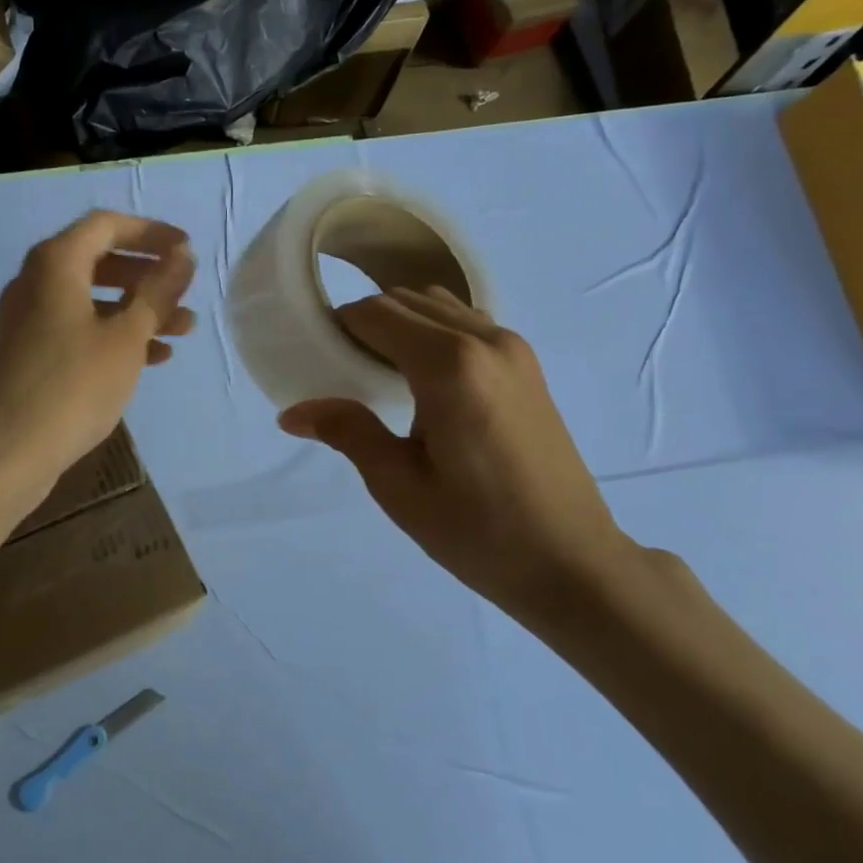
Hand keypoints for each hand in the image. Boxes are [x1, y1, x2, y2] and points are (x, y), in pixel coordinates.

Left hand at [0, 212, 195, 521]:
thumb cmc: (71, 387)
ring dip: (136, 310)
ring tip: (182, 330)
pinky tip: (150, 359)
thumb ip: (157, 292)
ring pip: (91, 300)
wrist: (2, 455)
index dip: (151, 232)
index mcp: (54, 264)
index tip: (187, 249)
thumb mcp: (125, 338)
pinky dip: (112, 336)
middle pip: (98, 261)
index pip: (107, 225)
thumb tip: (182, 255)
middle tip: (184, 292)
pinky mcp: (26, 355)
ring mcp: (26, 321)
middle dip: (147, 275)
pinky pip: (76, 330)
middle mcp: (34, 283)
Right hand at [279, 287, 639, 617]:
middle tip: (341, 369)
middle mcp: (485, 340)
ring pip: (439, 307)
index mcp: (449, 366)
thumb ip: (348, 432)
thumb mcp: (398, 485)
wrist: (572, 562)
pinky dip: (433, 333)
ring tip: (380, 375)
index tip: (315, 356)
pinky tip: (423, 382)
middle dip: (365, 323)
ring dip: (401, 324)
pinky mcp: (528, 366)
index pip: (376, 314)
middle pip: (406, 301)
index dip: (338, 326)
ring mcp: (513, 349)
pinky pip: (466, 324)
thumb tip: (291, 413)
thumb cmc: (477, 530)